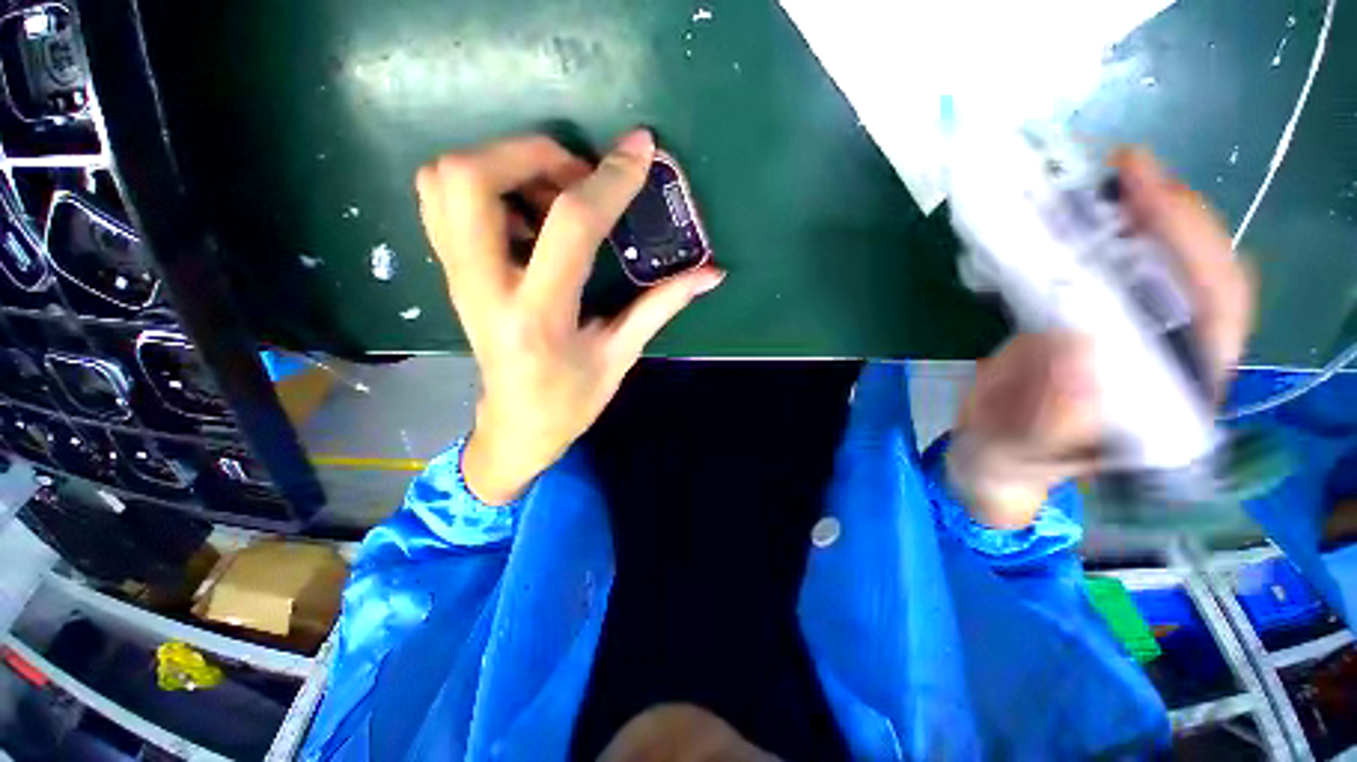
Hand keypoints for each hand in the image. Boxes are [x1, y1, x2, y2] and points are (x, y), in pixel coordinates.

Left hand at [416, 130, 724, 504]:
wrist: (515, 427)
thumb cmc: (571, 401)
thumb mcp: (621, 355)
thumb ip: (662, 305)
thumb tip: (710, 274)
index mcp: (539, 316)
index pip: (571, 226)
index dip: (609, 181)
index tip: (639, 152)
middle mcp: (485, 287)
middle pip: (472, 178)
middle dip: (533, 154)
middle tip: (579, 178)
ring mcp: (457, 277)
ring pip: (445, 180)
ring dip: (504, 164)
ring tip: (554, 194)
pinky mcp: (451, 273)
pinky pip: (442, 200)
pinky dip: (485, 183)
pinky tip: (527, 213)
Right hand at [950, 148, 1253, 528]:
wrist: (994, 456)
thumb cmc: (1010, 460)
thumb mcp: (1021, 450)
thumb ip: (1052, 418)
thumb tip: (1082, 348)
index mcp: (1173, 397)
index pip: (1217, 313)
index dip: (1193, 247)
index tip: (1145, 193)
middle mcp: (1171, 357)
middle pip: (1199, 271)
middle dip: (1167, 213)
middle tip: (1118, 168)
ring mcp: (1134, 333)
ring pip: (1162, 260)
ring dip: (1134, 210)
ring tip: (1095, 176)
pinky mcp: (1098, 319)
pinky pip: (1114, 265)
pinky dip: (1098, 228)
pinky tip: (1071, 209)